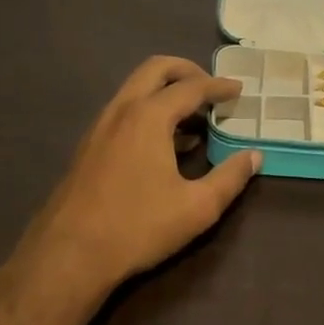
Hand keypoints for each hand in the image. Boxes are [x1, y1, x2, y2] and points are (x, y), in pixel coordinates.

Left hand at [12, 56, 259, 300]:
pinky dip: (149, 110)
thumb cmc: (138, 227)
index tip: (239, 89)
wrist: (69, 255)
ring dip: (166, 92)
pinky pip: (124, 111)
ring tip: (194, 118)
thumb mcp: (197, 207)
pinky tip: (165, 144)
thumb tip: (255, 156)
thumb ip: (231, 178)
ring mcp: (99, 127)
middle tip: (212, 88)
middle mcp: (121, 110)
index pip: (191, 87)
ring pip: (136, 89)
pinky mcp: (88, 147)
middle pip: (155, 69)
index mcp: (149, 116)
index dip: (219, 86)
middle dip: (187, 71)